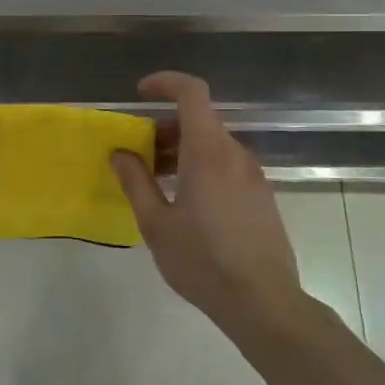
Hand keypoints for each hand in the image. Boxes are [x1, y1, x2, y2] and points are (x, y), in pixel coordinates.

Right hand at [111, 72, 304, 336]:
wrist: (263, 302)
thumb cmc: (203, 261)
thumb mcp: (156, 224)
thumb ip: (136, 182)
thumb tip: (121, 153)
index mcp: (208, 152)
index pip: (192, 92)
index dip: (165, 82)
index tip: (140, 93)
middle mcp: (235, 154)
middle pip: (199, 120)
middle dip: (165, 127)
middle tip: (139, 154)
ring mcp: (253, 175)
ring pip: (213, 145)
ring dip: (182, 150)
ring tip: (157, 182)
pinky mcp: (261, 196)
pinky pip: (226, 165)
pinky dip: (201, 167)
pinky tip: (186, 202)